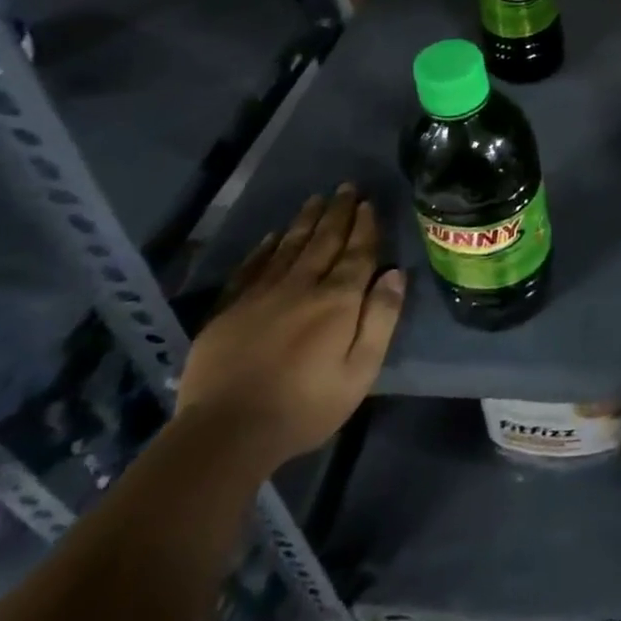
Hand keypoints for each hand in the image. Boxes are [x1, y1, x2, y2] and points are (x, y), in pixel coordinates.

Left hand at [177, 186, 404, 473]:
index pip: (356, 253)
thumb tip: (394, 272)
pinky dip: (264, 249)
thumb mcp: (361, 370)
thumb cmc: (305, 406)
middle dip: (337, 212)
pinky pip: (251, 268)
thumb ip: (380, 318)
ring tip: (316, 199)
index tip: (368, 202)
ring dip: (305, 221)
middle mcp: (301, 286)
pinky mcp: (229, 311)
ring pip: (289, 247)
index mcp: (337, 300)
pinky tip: (272, 236)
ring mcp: (261, 296)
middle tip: (346, 187)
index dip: (364, 226)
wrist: (225, 433)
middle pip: (324, 241)